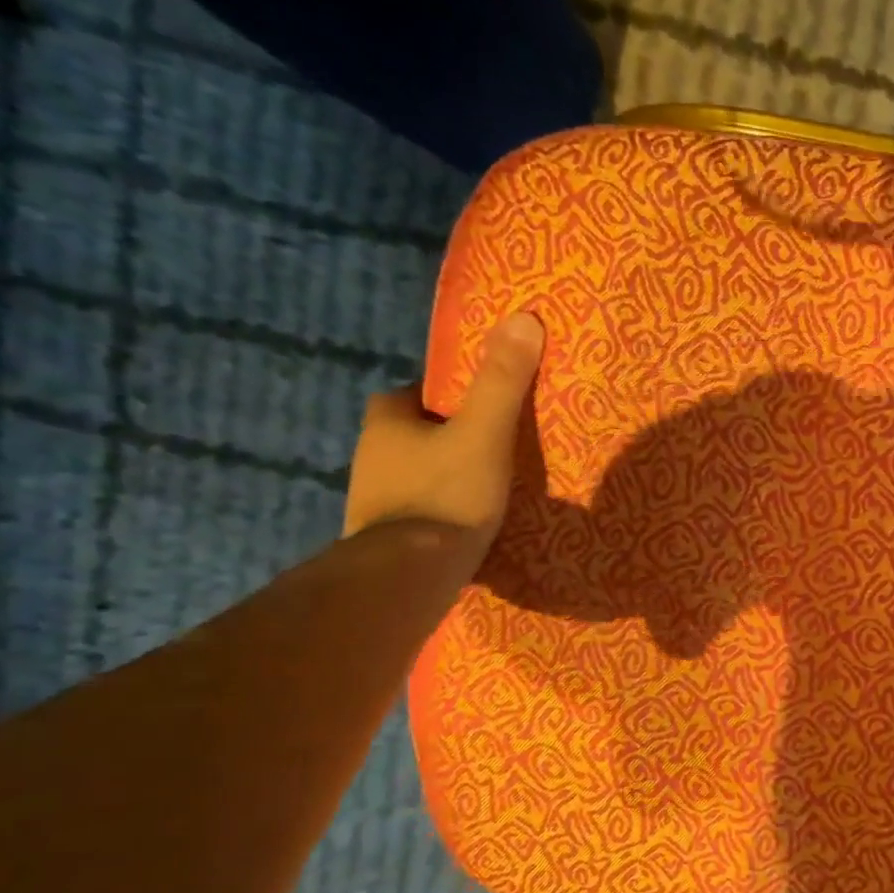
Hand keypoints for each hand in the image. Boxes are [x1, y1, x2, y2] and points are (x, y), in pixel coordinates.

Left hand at [344, 312, 545, 561]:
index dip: (439, 397)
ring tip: (481, 488)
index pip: (409, 395)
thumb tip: (524, 318)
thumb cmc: (447, 494)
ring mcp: (372, 502)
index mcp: (386, 423)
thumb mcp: (485, 433)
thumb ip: (503, 382)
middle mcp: (369, 457)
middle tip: (484, 447)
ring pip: (409, 476)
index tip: (472, 407)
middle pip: (408, 436)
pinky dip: (435, 513)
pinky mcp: (383, 540)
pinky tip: (463, 525)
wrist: (410, 575)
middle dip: (439, 438)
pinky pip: (414, 513)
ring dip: (437, 477)